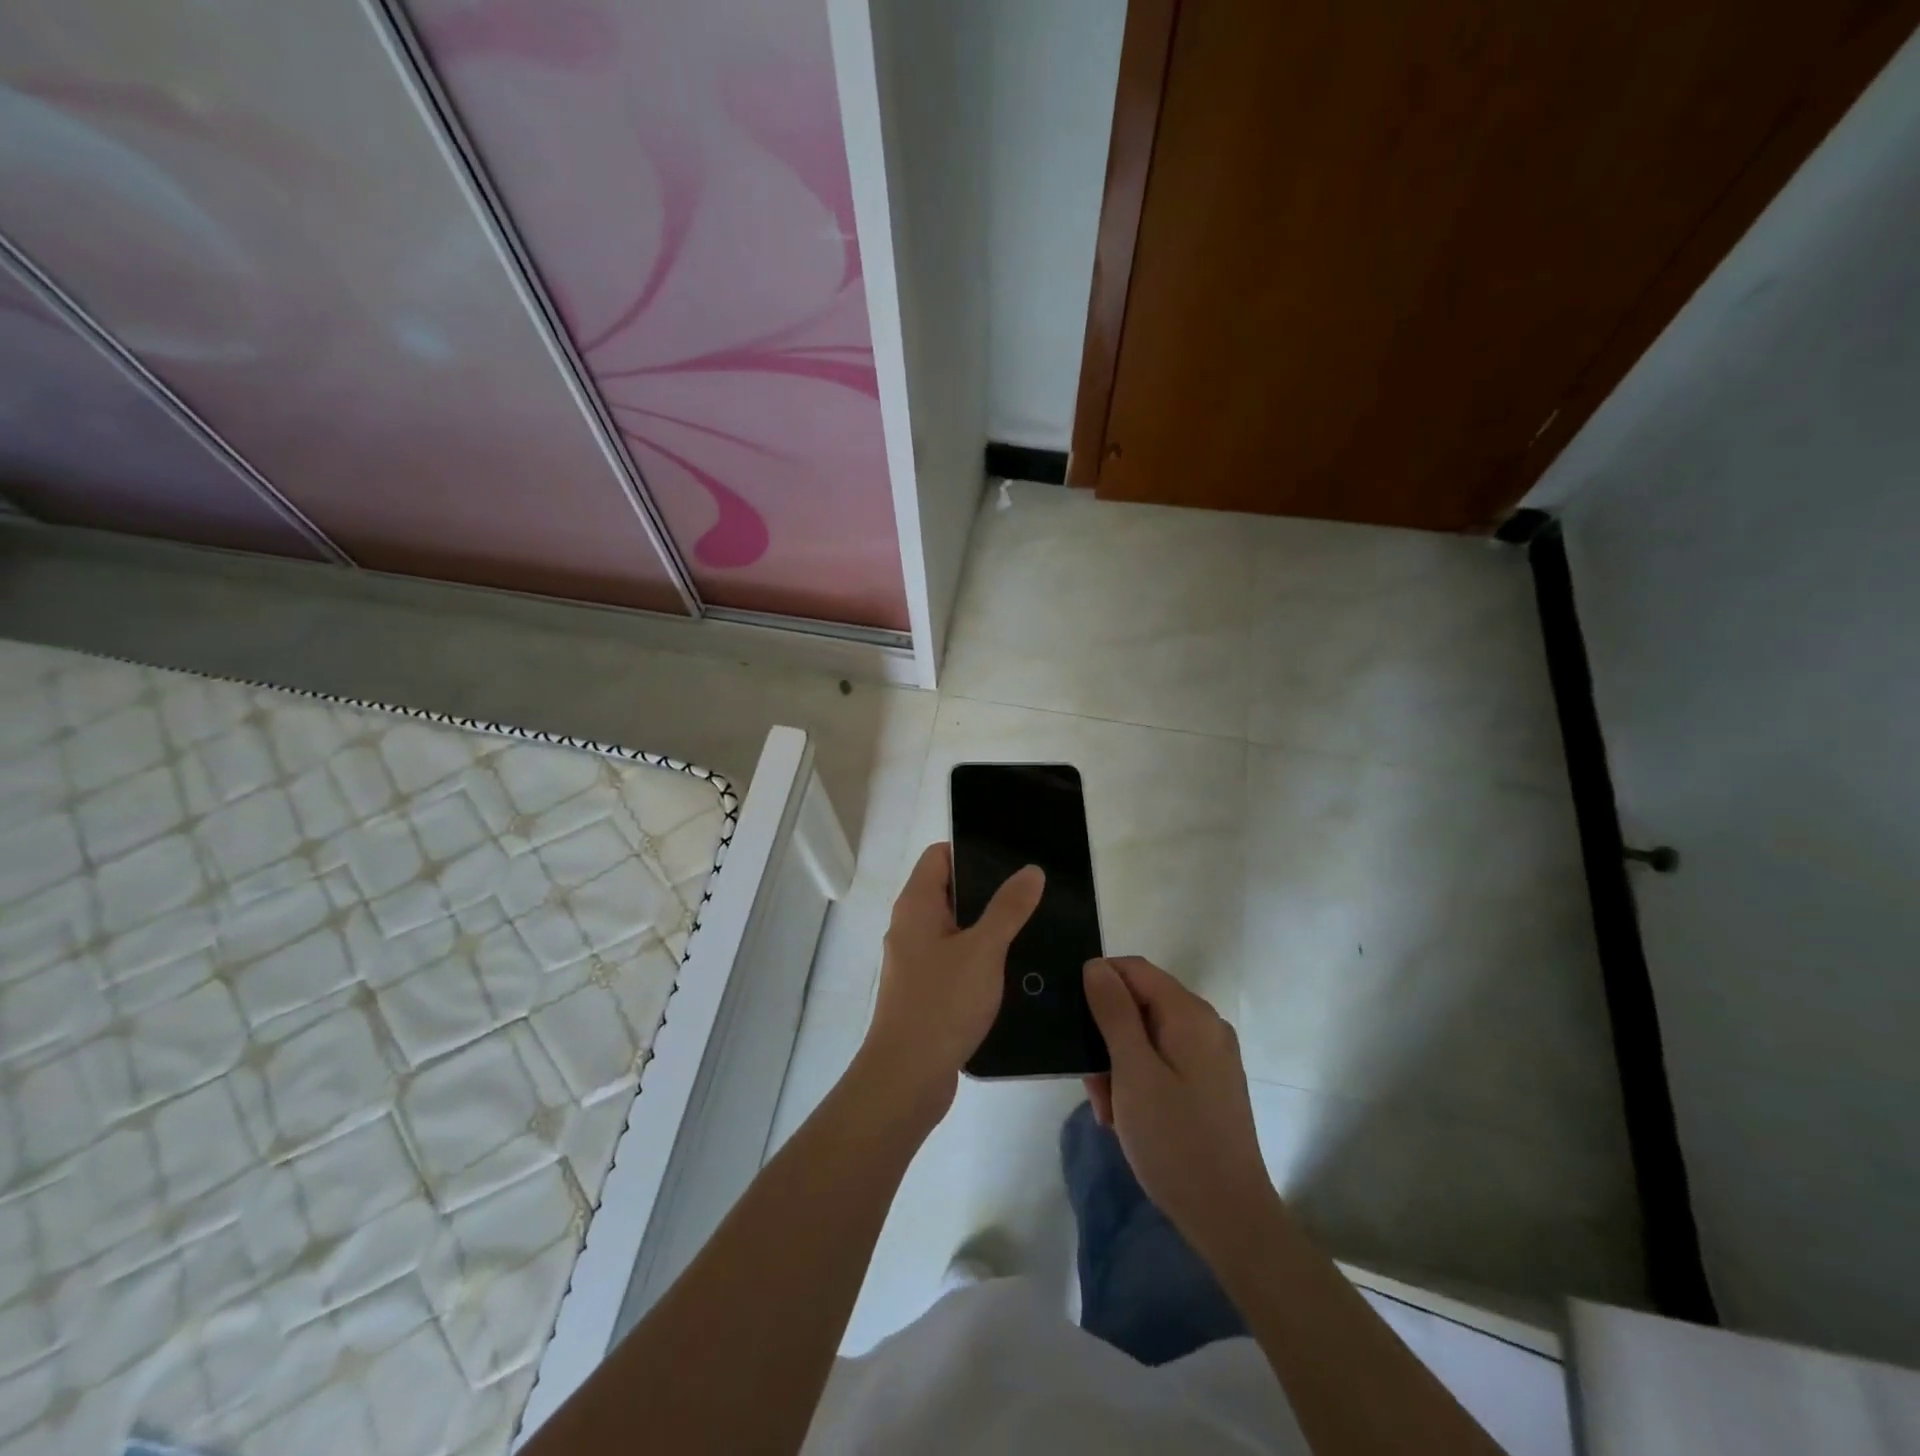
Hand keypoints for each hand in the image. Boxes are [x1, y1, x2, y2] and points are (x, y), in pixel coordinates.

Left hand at [858, 843, 1043, 1120]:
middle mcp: (910, 926)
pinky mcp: (924, 990)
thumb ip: (1008, 908)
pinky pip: (954, 959)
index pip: (939, 855)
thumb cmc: (942, 1003)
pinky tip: (1011, 968)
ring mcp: (914, 960)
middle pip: (949, 890)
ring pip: (954, 928)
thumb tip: (1030, 870)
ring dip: (986, 926)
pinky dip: (978, 956)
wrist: (907, 1078)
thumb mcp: (984, 949)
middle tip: (1031, 892)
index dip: (972, 851)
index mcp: (916, 905)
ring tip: (1030, 926)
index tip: (1012, 858)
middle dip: (987, 890)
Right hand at [1082, 956, 1280, 1260]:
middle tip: (1090, 1082)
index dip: (1099, 982)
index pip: (1135, 969)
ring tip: (1108, 1110)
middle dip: (1107, 1034)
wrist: (1229, 1218)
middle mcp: (1205, 1025)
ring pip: (1147, 1036)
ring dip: (1118, 1063)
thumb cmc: (1175, 1141)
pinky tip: (1126, 1118)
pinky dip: (1138, 1079)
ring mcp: (1210, 1055)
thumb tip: (1096, 965)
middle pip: (1140, 1003)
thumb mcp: (1133, 1073)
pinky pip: (1162, 1061)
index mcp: (1190, 1015)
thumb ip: (1114, 1013)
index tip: (1070, 1017)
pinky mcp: (1208, 1083)